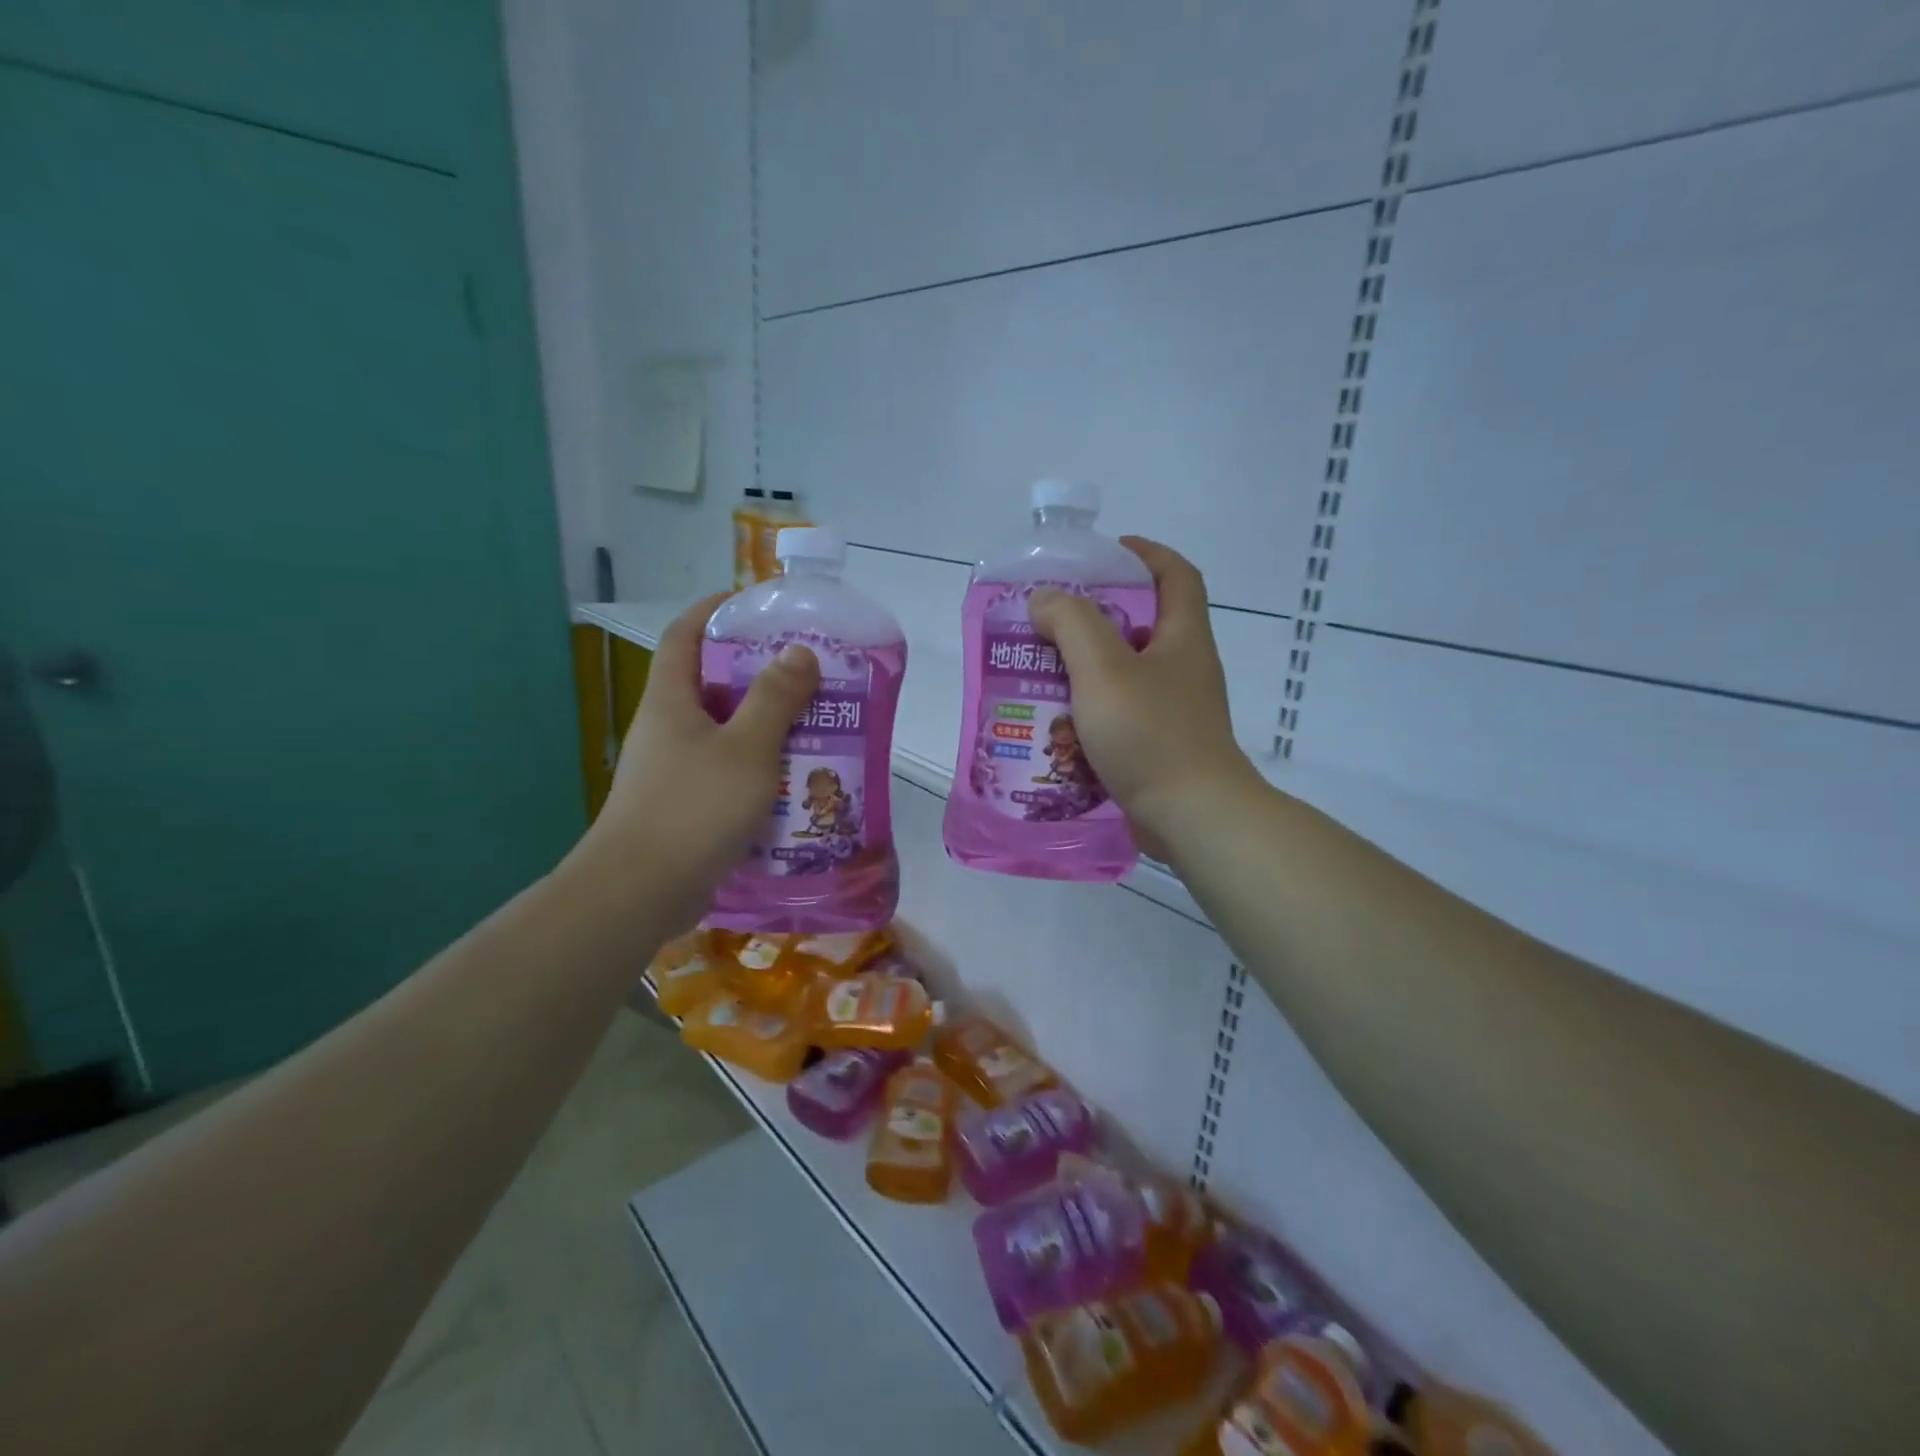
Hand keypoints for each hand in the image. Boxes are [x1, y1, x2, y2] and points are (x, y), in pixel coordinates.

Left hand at [578, 593, 818, 927]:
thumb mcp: (746, 749)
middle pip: (711, 683)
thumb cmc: (693, 809)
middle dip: (758, 673)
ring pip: (724, 731)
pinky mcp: (684, 805)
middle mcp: (667, 728)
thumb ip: (775, 699)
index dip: (715, 610)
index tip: (756, 604)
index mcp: (671, 700)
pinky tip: (792, 780)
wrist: (639, 893)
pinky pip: (727, 771)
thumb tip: (798, 652)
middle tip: (808, 672)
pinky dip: (758, 767)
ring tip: (813, 724)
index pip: (685, 634)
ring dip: (764, 725)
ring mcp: (673, 769)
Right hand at [1028, 538, 1256, 856]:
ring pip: (1125, 675)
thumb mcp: (1103, 669)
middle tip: (1049, 621)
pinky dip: (1091, 713)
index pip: (1176, 575)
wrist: (1191, 816)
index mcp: (1182, 637)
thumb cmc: (1150, 733)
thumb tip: (1046, 599)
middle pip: (1142, 625)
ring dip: (1085, 670)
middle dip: (1095, 618)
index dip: (1145, 554)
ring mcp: (1175, 710)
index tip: (1106, 553)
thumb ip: (1072, 624)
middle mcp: (1184, 668)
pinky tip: (1057, 726)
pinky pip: (1121, 715)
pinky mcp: (1161, 745)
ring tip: (1040, 673)